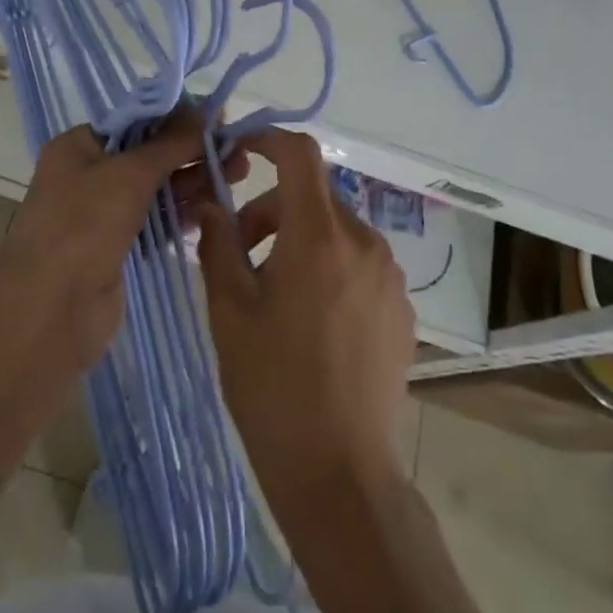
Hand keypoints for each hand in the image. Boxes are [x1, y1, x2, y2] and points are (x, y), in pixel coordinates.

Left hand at [0, 111, 248, 370]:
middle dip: (192, 152)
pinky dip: (182, 214)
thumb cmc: (83, 225)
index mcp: (78, 146)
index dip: (178, 119)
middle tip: (239, 154)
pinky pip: (156, 222)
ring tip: (238, 177)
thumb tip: (209, 110)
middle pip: (149, 154)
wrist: (50, 311)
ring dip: (193, 182)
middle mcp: (88, 175)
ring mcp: (102, 215)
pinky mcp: (118, 250)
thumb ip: (172, 142)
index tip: (220, 120)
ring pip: (156, 190)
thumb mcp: (129, 173)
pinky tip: (214, 210)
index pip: (136, 121)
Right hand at [197, 129, 414, 516]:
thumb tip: (212, 207)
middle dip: (271, 208)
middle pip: (313, 196)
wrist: (340, 472)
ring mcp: (389, 276)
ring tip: (272, 291)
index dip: (267, 139)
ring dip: (299, 239)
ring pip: (335, 230)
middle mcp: (363, 242)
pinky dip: (328, 267)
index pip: (300, 153)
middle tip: (238, 250)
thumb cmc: (272, 385)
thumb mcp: (228, 309)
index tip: (238, 152)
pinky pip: (358, 263)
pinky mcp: (401, 308)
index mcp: (319, 236)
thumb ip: (217, 243)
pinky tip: (311, 320)